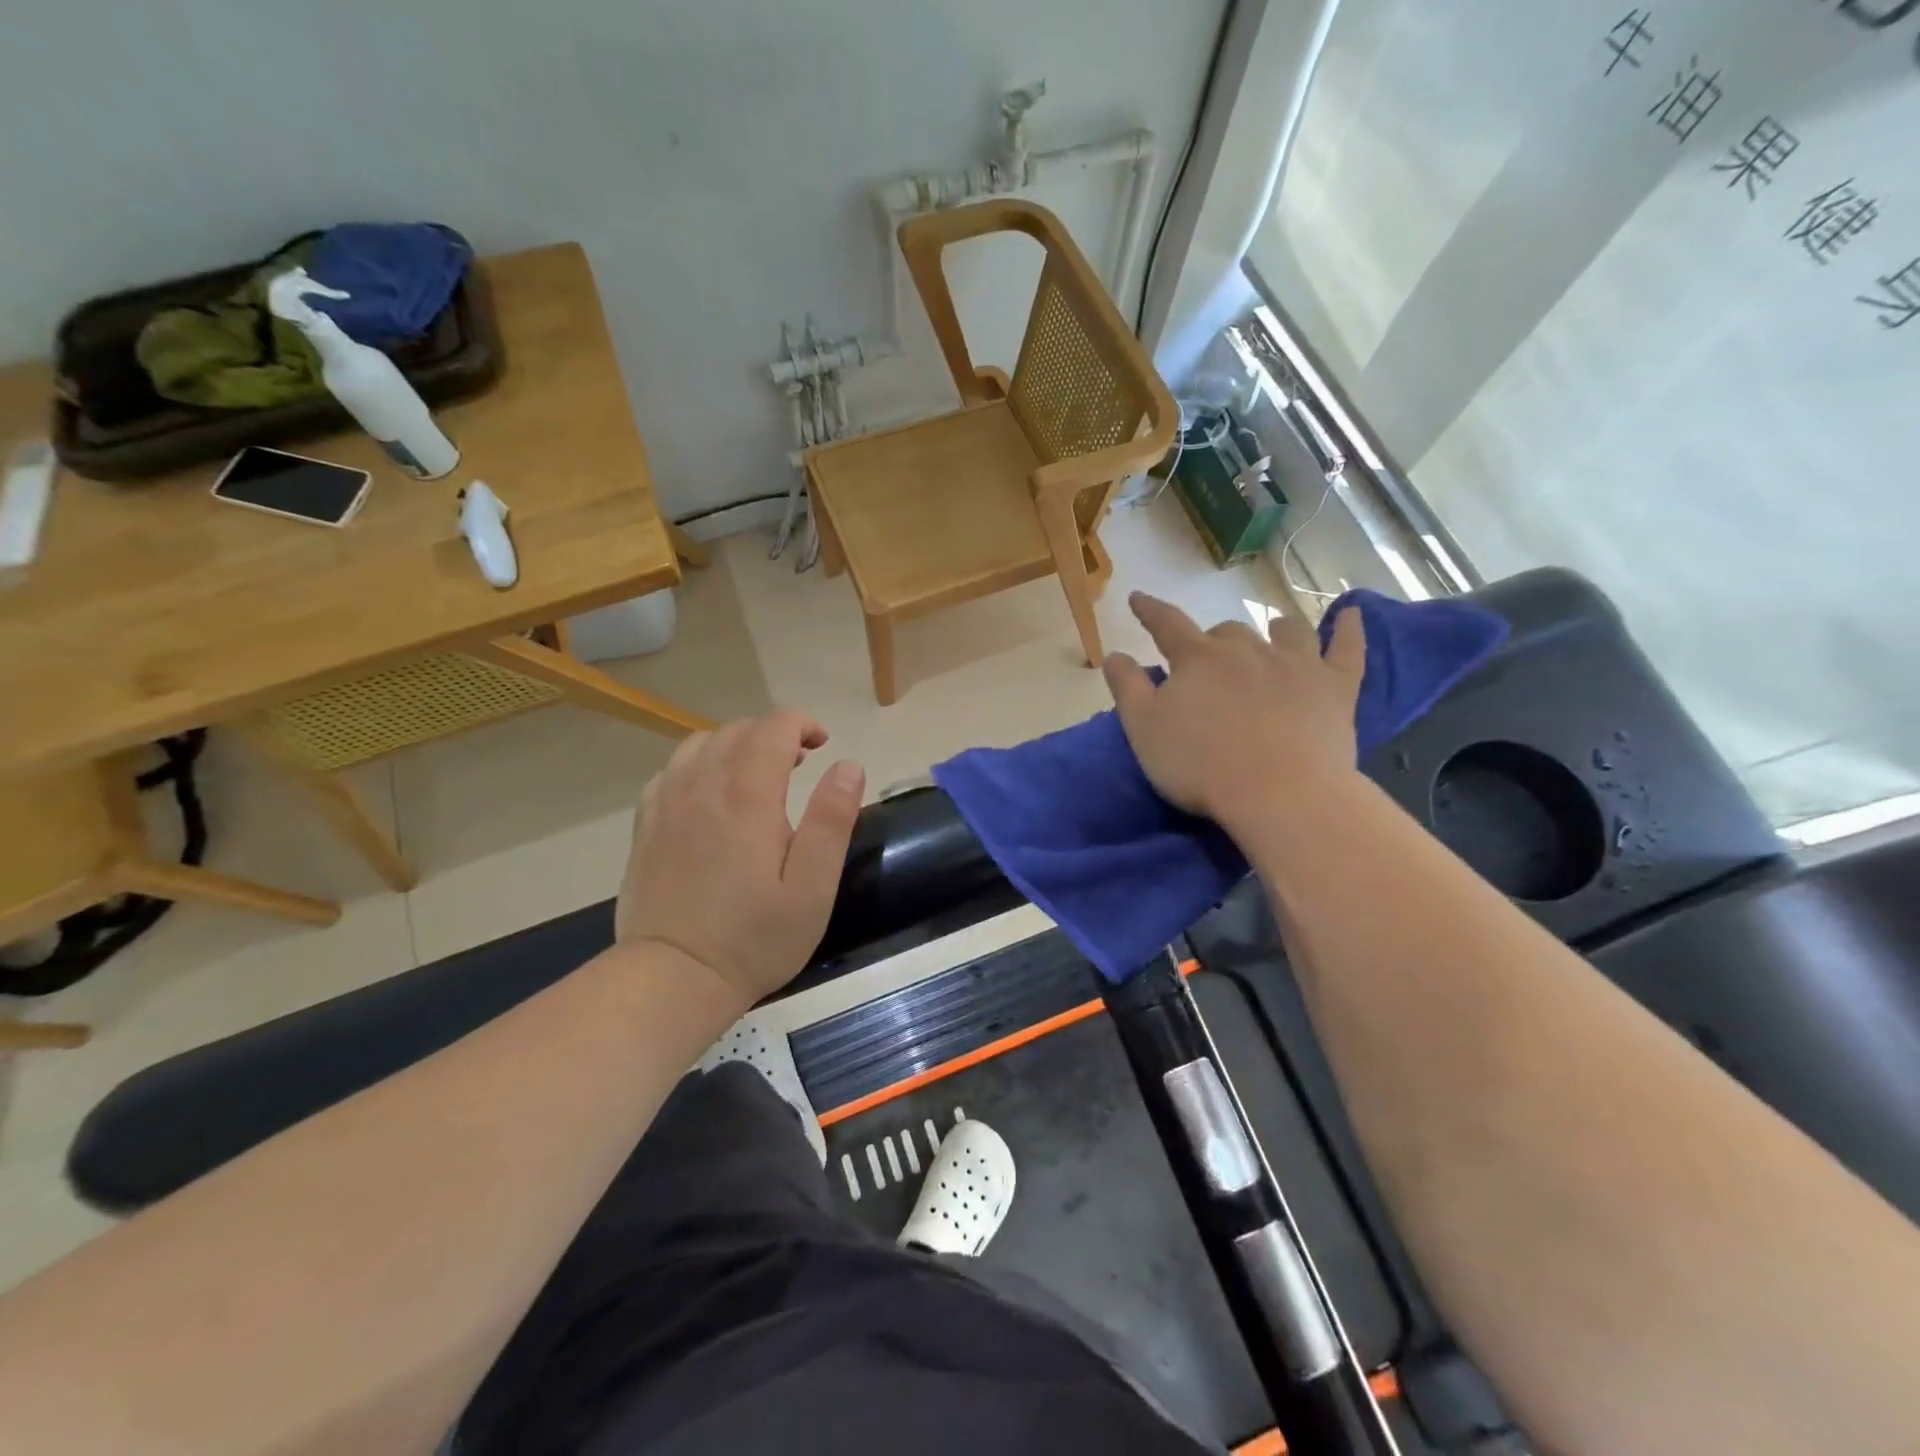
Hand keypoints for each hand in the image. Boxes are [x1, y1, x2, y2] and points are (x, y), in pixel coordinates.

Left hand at [615, 712, 865, 1006]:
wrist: (673, 977)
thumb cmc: (754, 937)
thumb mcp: (813, 887)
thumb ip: (832, 820)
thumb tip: (848, 765)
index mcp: (748, 794)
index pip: (775, 726)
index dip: (803, 724)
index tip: (823, 746)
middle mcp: (703, 783)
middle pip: (739, 729)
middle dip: (774, 733)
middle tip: (800, 763)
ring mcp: (667, 801)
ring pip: (702, 743)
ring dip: (737, 744)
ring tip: (757, 774)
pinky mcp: (646, 822)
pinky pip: (673, 769)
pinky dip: (701, 764)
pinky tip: (712, 794)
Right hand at [1103, 593, 1364, 835]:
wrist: (1279, 793)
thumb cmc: (1200, 764)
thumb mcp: (1143, 729)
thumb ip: (1126, 688)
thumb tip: (1114, 654)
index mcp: (1197, 659)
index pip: (1167, 624)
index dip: (1150, 611)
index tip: (1138, 600)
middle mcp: (1246, 649)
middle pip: (1226, 632)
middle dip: (1213, 642)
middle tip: (1207, 665)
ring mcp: (1296, 664)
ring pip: (1285, 631)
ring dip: (1275, 629)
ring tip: (1273, 632)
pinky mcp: (1336, 687)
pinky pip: (1347, 648)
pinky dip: (1350, 629)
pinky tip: (1352, 614)